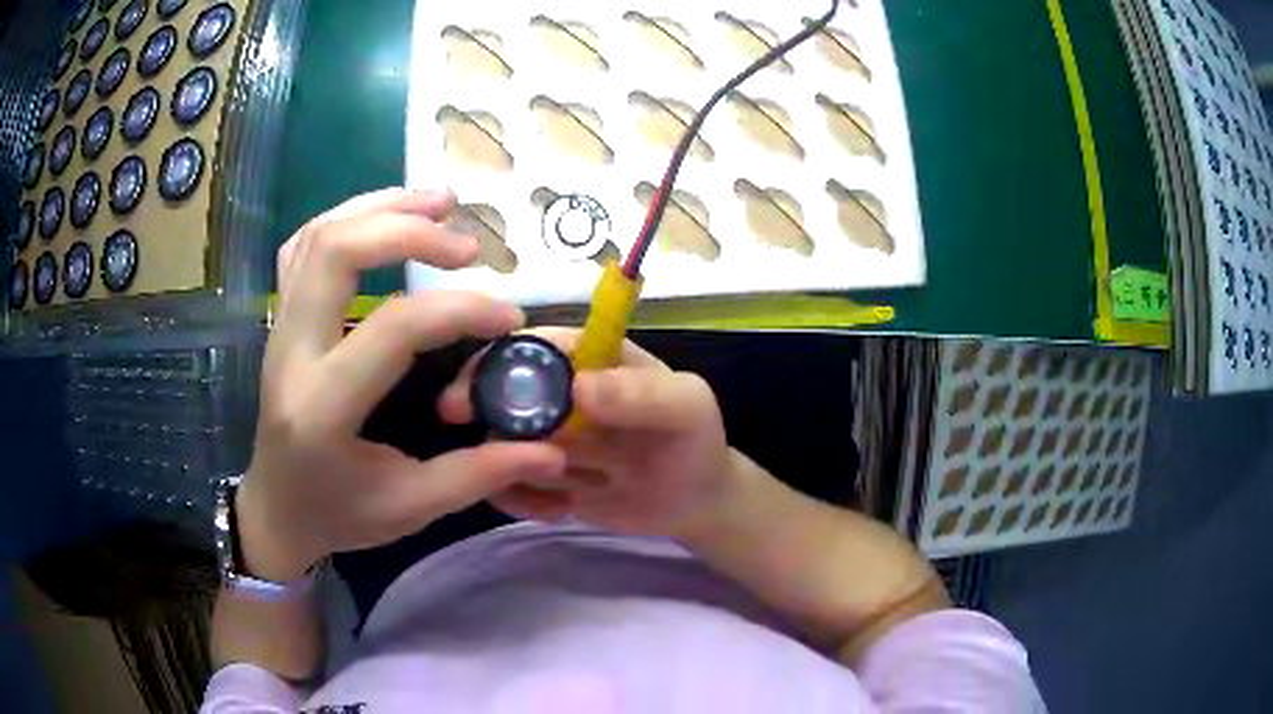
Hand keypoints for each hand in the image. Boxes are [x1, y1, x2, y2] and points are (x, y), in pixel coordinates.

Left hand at [237, 189, 565, 581]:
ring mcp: (279, 328)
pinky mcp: (280, 319)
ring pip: (319, 234)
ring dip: (382, 206)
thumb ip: (478, 474)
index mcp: (324, 407)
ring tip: (440, 200)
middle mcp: (292, 353)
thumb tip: (552, 448)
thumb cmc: (338, 514)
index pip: (394, 329)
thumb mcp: (410, 507)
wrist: (276, 509)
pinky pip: (304, 244)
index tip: (510, 318)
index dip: (460, 310)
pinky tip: (387, 216)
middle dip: (409, 229)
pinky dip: (349, 216)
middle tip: (468, 243)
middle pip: (337, 250)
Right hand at [439, 328, 747, 539]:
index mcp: (590, 357)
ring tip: (562, 489)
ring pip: (496, 440)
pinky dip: (520, 498)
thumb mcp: (687, 409)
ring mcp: (546, 435)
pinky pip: (508, 483)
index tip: (471, 393)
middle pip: (498, 389)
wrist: (695, 502)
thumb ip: (643, 394)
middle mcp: (558, 392)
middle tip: (476, 446)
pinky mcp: (542, 476)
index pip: (531, 345)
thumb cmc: (695, 442)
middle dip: (479, 412)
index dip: (496, 361)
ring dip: (509, 466)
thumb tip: (580, 387)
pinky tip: (561, 510)